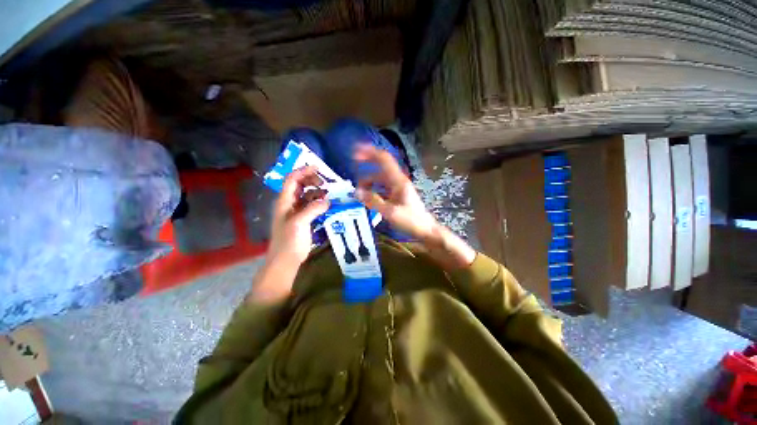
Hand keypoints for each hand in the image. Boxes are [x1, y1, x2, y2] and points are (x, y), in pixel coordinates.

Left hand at [267, 166, 329, 264]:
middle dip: (312, 180)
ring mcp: (297, 211)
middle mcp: (290, 203)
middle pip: (300, 185)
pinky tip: (328, 205)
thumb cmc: (289, 241)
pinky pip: (312, 205)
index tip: (318, 168)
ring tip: (329, 193)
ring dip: (317, 192)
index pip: (292, 180)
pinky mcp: (303, 219)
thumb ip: (313, 209)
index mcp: (284, 201)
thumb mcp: (299, 223)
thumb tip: (327, 201)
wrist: (286, 260)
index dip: (303, 171)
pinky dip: (319, 202)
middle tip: (326, 182)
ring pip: (307, 195)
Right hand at [353, 145, 437, 240]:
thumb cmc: (411, 220)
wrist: (425, 230)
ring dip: (368, 183)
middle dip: (366, 170)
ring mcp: (397, 187)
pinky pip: (382, 188)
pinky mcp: (397, 195)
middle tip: (353, 176)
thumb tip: (356, 192)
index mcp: (398, 181)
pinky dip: (373, 190)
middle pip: (379, 168)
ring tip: (359, 193)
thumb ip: (373, 201)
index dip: (369, 153)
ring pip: (379, 179)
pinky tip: (367, 198)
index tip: (355, 153)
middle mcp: (397, 180)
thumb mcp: (390, 212)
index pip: (384, 159)